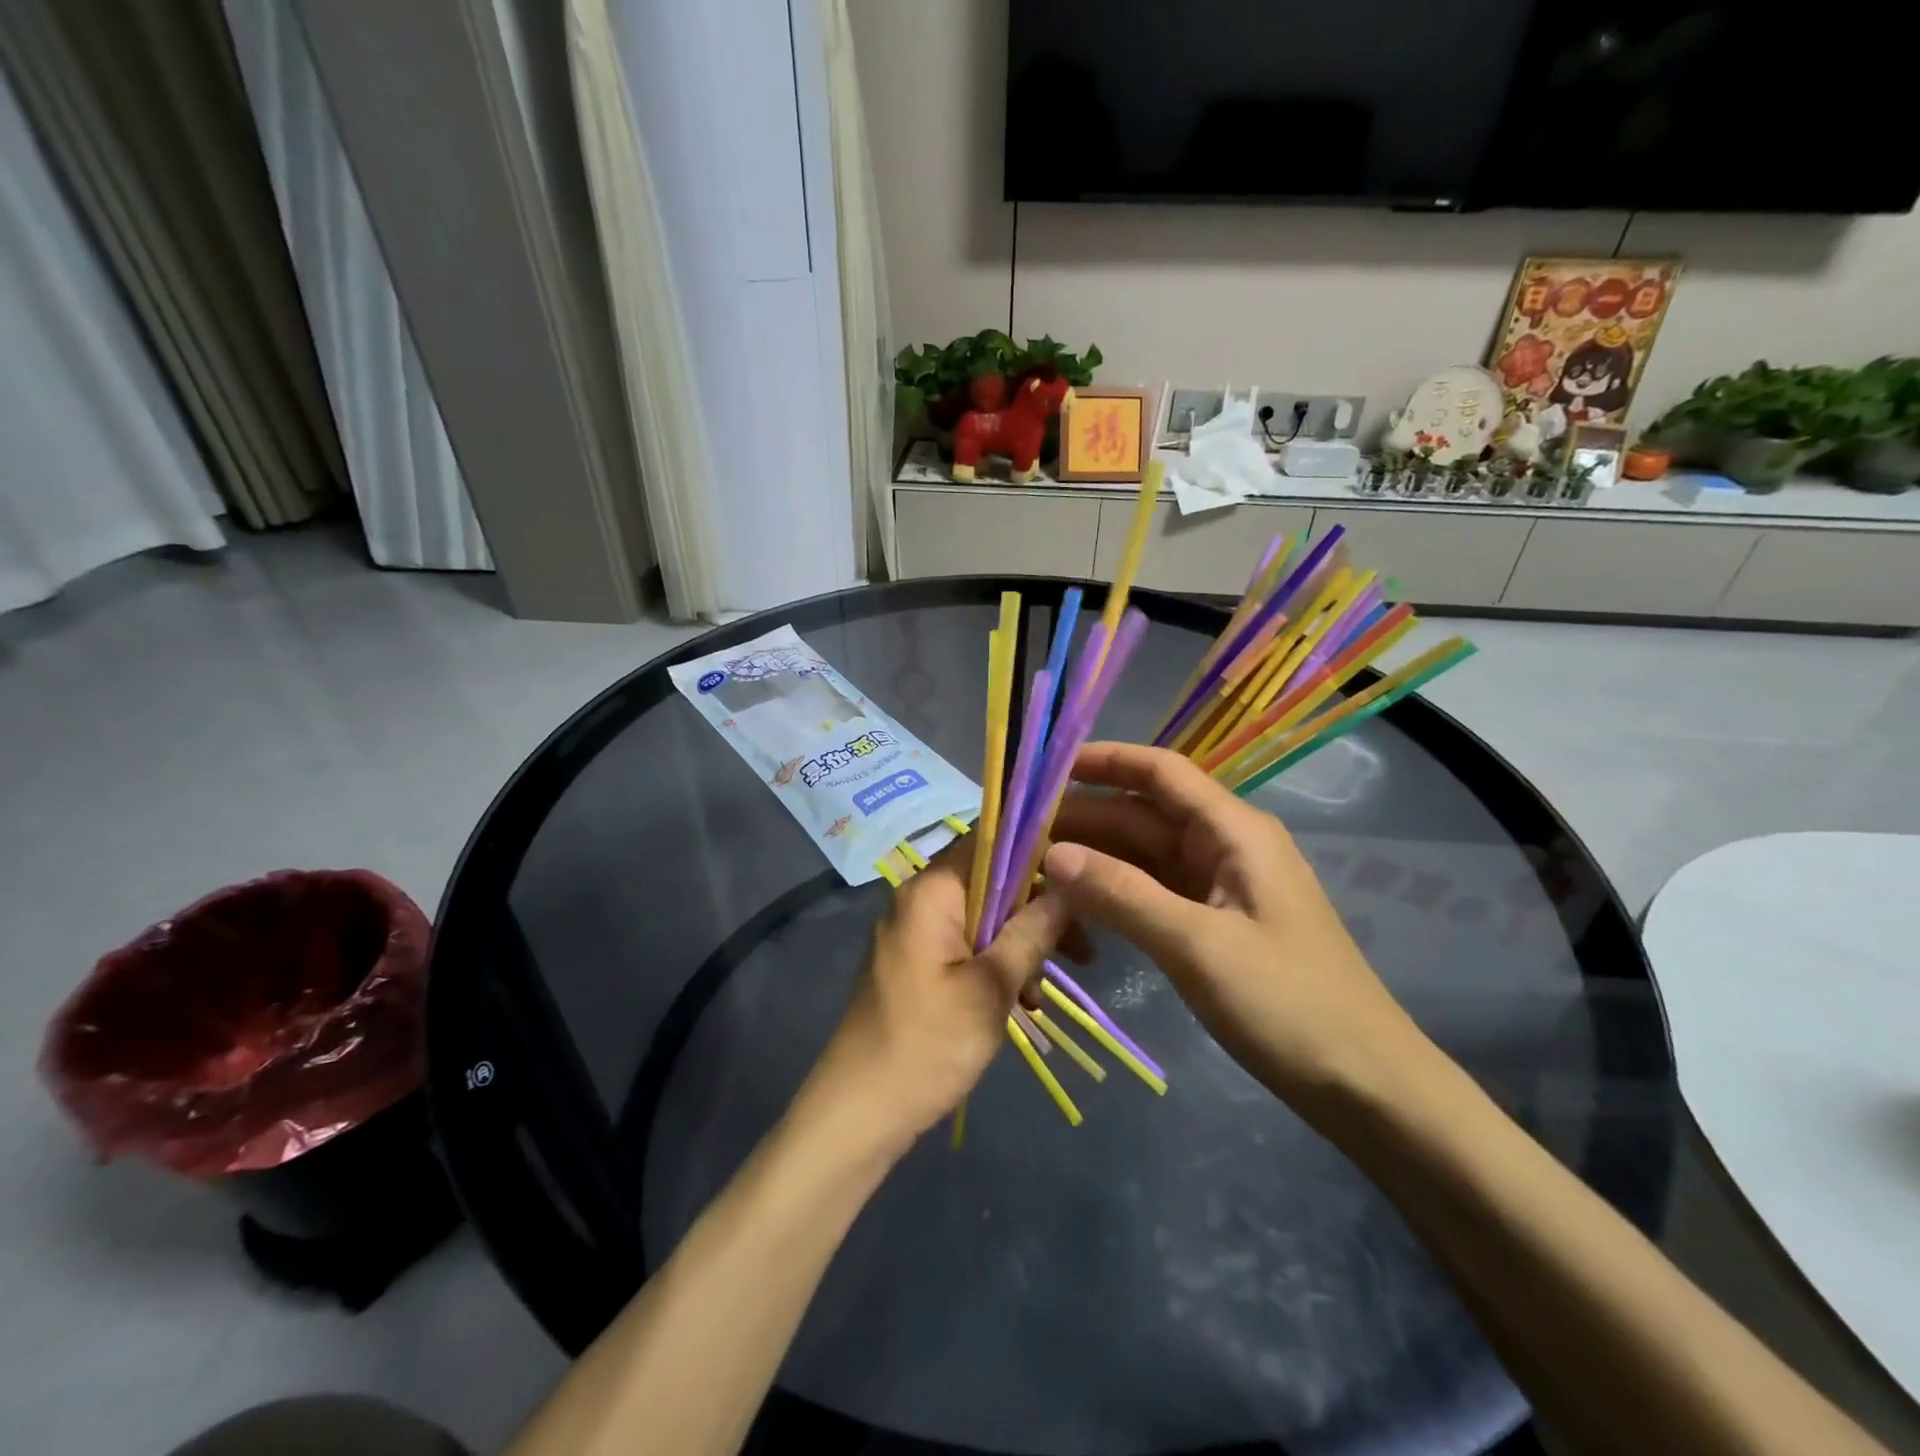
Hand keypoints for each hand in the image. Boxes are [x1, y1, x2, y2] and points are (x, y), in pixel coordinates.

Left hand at [806, 844, 1071, 1154]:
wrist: (859, 1112)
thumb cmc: (927, 1045)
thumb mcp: (991, 989)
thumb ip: (1031, 932)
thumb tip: (1069, 885)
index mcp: (932, 890)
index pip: (991, 839)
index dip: (1037, 850)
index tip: (1079, 880)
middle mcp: (919, 898)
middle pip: (991, 879)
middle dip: (1037, 909)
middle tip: (1082, 949)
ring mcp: (914, 930)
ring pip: (983, 915)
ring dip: (1020, 943)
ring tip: (1044, 992)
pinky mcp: (915, 961)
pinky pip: (965, 943)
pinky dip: (995, 963)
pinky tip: (1021, 1001)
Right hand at [1044, 742, 1428, 1123]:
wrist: (1365, 1086)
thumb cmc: (1289, 1005)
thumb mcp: (1199, 946)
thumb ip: (1122, 895)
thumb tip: (1051, 854)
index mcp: (1233, 831)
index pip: (1159, 771)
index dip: (1102, 761)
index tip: (1043, 769)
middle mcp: (1224, 846)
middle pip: (1142, 815)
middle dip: (1083, 819)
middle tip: (1016, 836)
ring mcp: (1219, 886)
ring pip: (1142, 856)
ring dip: (1093, 859)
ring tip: (1030, 868)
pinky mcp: (1213, 923)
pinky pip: (1152, 893)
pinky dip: (1114, 894)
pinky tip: (1074, 907)